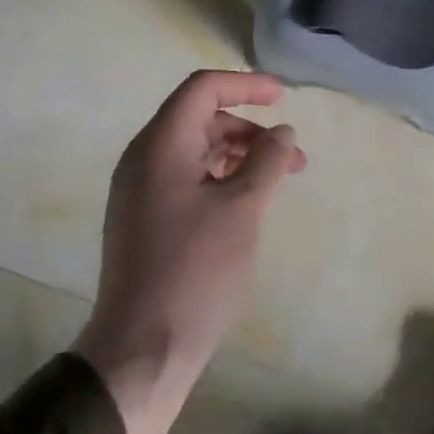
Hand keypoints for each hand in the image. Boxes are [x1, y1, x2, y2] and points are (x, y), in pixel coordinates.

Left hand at [72, 70, 305, 433]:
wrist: (142, 348)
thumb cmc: (196, 270)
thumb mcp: (242, 208)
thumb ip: (266, 161)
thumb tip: (283, 132)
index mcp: (159, 147)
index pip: (202, 90)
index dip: (245, 85)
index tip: (284, 97)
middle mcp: (143, 160)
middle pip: (200, 119)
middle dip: (250, 129)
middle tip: (292, 155)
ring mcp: (140, 191)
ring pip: (196, 151)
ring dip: (240, 155)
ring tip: (280, 179)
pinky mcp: (146, 219)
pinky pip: (187, 178)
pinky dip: (222, 177)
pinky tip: (249, 200)